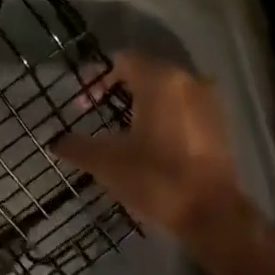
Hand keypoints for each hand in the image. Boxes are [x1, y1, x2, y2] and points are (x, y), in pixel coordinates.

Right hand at [51, 50, 255, 246]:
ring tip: (120, 125)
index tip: (81, 99)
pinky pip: (184, 106)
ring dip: (142, 100)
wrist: (212, 214)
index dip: (97, 75)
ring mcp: (209, 101)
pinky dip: (164, 113)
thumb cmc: (155, 178)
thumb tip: (56, 141)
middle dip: (118, 86)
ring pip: (167, 89)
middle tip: (95, 108)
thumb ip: (77, 146)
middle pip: (146, 71)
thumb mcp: (106, 162)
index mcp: (160, 81)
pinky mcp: (219, 123)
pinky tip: (149, 138)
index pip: (123, 60)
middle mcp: (188, 81)